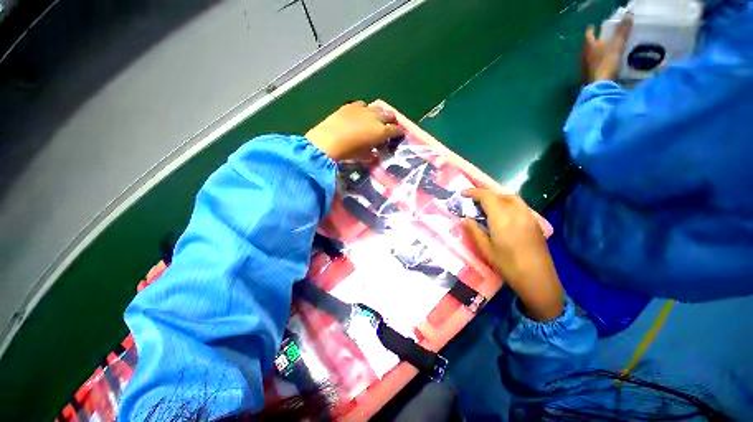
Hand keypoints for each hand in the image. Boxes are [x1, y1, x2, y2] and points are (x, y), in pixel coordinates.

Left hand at [306, 101, 403, 160]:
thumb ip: (373, 151)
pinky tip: (360, 115)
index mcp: (381, 131)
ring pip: (377, 108)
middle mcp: (375, 118)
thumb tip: (376, 150)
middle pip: (389, 115)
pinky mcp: (351, 105)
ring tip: (376, 119)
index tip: (400, 134)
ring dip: (379, 114)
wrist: (328, 141)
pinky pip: (363, 105)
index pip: (395, 130)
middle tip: (390, 125)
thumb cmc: (348, 152)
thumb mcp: (364, 155)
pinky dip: (365, 110)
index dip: (399, 132)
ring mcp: (363, 110)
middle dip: (392, 120)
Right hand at [462, 189, 563, 320]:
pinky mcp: (535, 223)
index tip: (463, 194)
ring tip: (488, 206)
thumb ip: (474, 231)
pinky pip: (520, 206)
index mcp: (502, 219)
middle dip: (486, 194)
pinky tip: (504, 215)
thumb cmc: (508, 266)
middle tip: (474, 201)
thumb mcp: (486, 249)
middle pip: (500, 195)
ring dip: (498, 197)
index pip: (487, 197)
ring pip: (512, 198)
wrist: (538, 280)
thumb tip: (464, 219)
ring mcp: (529, 217)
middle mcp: (517, 213)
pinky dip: (508, 203)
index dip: (474, 192)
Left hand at [582, 14, 632, 81]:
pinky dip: (595, 62)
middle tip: (600, 39)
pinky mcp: (586, 75)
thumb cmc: (607, 62)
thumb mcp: (617, 44)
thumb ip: (622, 31)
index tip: (592, 26)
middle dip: (593, 42)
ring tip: (601, 50)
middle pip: (587, 46)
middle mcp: (584, 56)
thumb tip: (628, 15)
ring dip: (594, 53)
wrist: (600, 84)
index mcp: (589, 46)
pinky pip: (590, 66)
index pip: (588, 35)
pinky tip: (601, 63)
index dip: (590, 30)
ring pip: (588, 56)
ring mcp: (583, 67)